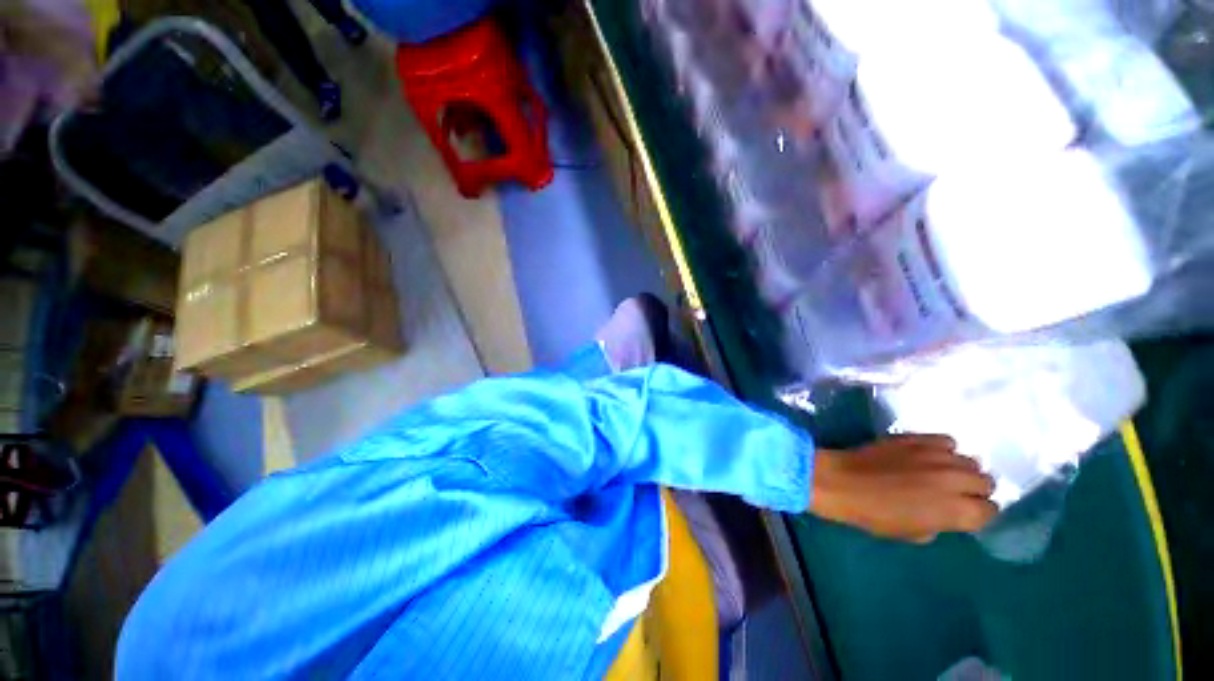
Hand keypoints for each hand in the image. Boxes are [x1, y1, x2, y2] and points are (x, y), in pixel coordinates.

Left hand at [809, 435, 996, 542]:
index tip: (964, 514)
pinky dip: (942, 449)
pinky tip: (928, 456)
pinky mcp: (917, 438)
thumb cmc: (874, 514)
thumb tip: (947, 513)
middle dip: (974, 490)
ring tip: (941, 473)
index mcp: (957, 510)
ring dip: (960, 468)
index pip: (990, 510)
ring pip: (969, 460)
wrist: (842, 481)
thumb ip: (941, 523)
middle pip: (985, 481)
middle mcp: (955, 480)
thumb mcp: (914, 533)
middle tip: (954, 493)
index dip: (978, 514)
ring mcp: (936, 455)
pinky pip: (945, 440)